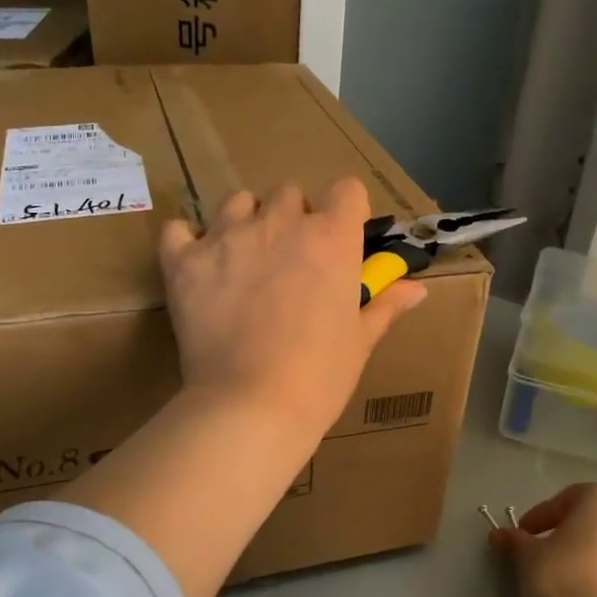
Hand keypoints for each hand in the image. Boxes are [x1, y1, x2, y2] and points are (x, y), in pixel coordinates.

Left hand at [158, 178, 426, 441]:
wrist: (251, 406)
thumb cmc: (319, 377)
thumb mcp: (360, 341)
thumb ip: (385, 305)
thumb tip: (417, 290)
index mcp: (331, 239)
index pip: (347, 191)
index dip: (345, 212)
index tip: (340, 240)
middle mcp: (280, 224)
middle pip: (290, 193)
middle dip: (293, 218)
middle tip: (290, 261)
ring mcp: (228, 237)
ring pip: (237, 202)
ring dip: (244, 222)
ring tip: (243, 260)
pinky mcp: (185, 261)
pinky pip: (179, 229)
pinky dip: (187, 242)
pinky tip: (197, 266)